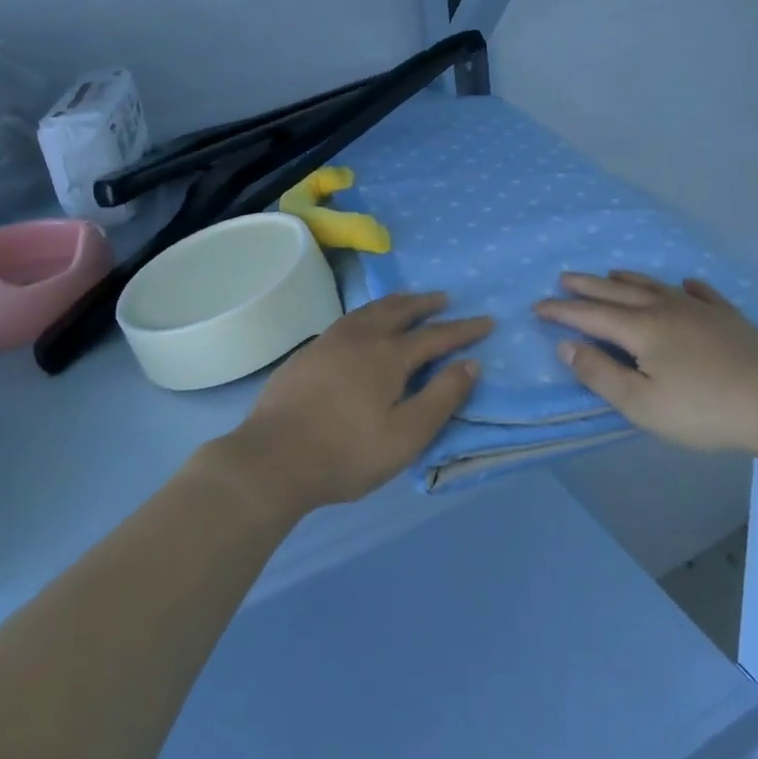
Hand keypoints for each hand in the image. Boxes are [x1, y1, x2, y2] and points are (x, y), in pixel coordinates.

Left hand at [210, 292, 492, 517]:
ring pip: (368, 311)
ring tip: (406, 301)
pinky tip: (361, 327)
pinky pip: (346, 321)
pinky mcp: (306, 355)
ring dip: (394, 303)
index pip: (436, 335)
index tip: (486, 321)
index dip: (464, 329)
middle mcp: (360, 338)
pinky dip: (366, 315)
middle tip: (444, 298)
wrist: (271, 460)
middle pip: (399, 310)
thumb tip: (471, 363)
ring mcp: (328, 343)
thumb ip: (442, 397)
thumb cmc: (347, 452)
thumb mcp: (407, 435)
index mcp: (388, 356)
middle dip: (425, 303)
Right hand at [534, 271, 757, 455]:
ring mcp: (701, 310)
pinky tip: (685, 284)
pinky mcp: (729, 318)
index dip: (562, 311)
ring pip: (656, 286)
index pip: (591, 316)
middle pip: (618, 293)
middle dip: (588, 286)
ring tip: (612, 274)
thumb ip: (600, 374)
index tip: (537, 306)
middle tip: (564, 277)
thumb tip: (566, 345)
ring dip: (628, 280)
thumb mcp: (641, 404)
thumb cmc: (703, 410)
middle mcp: (667, 309)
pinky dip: (685, 287)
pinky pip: (701, 293)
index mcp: (642, 329)